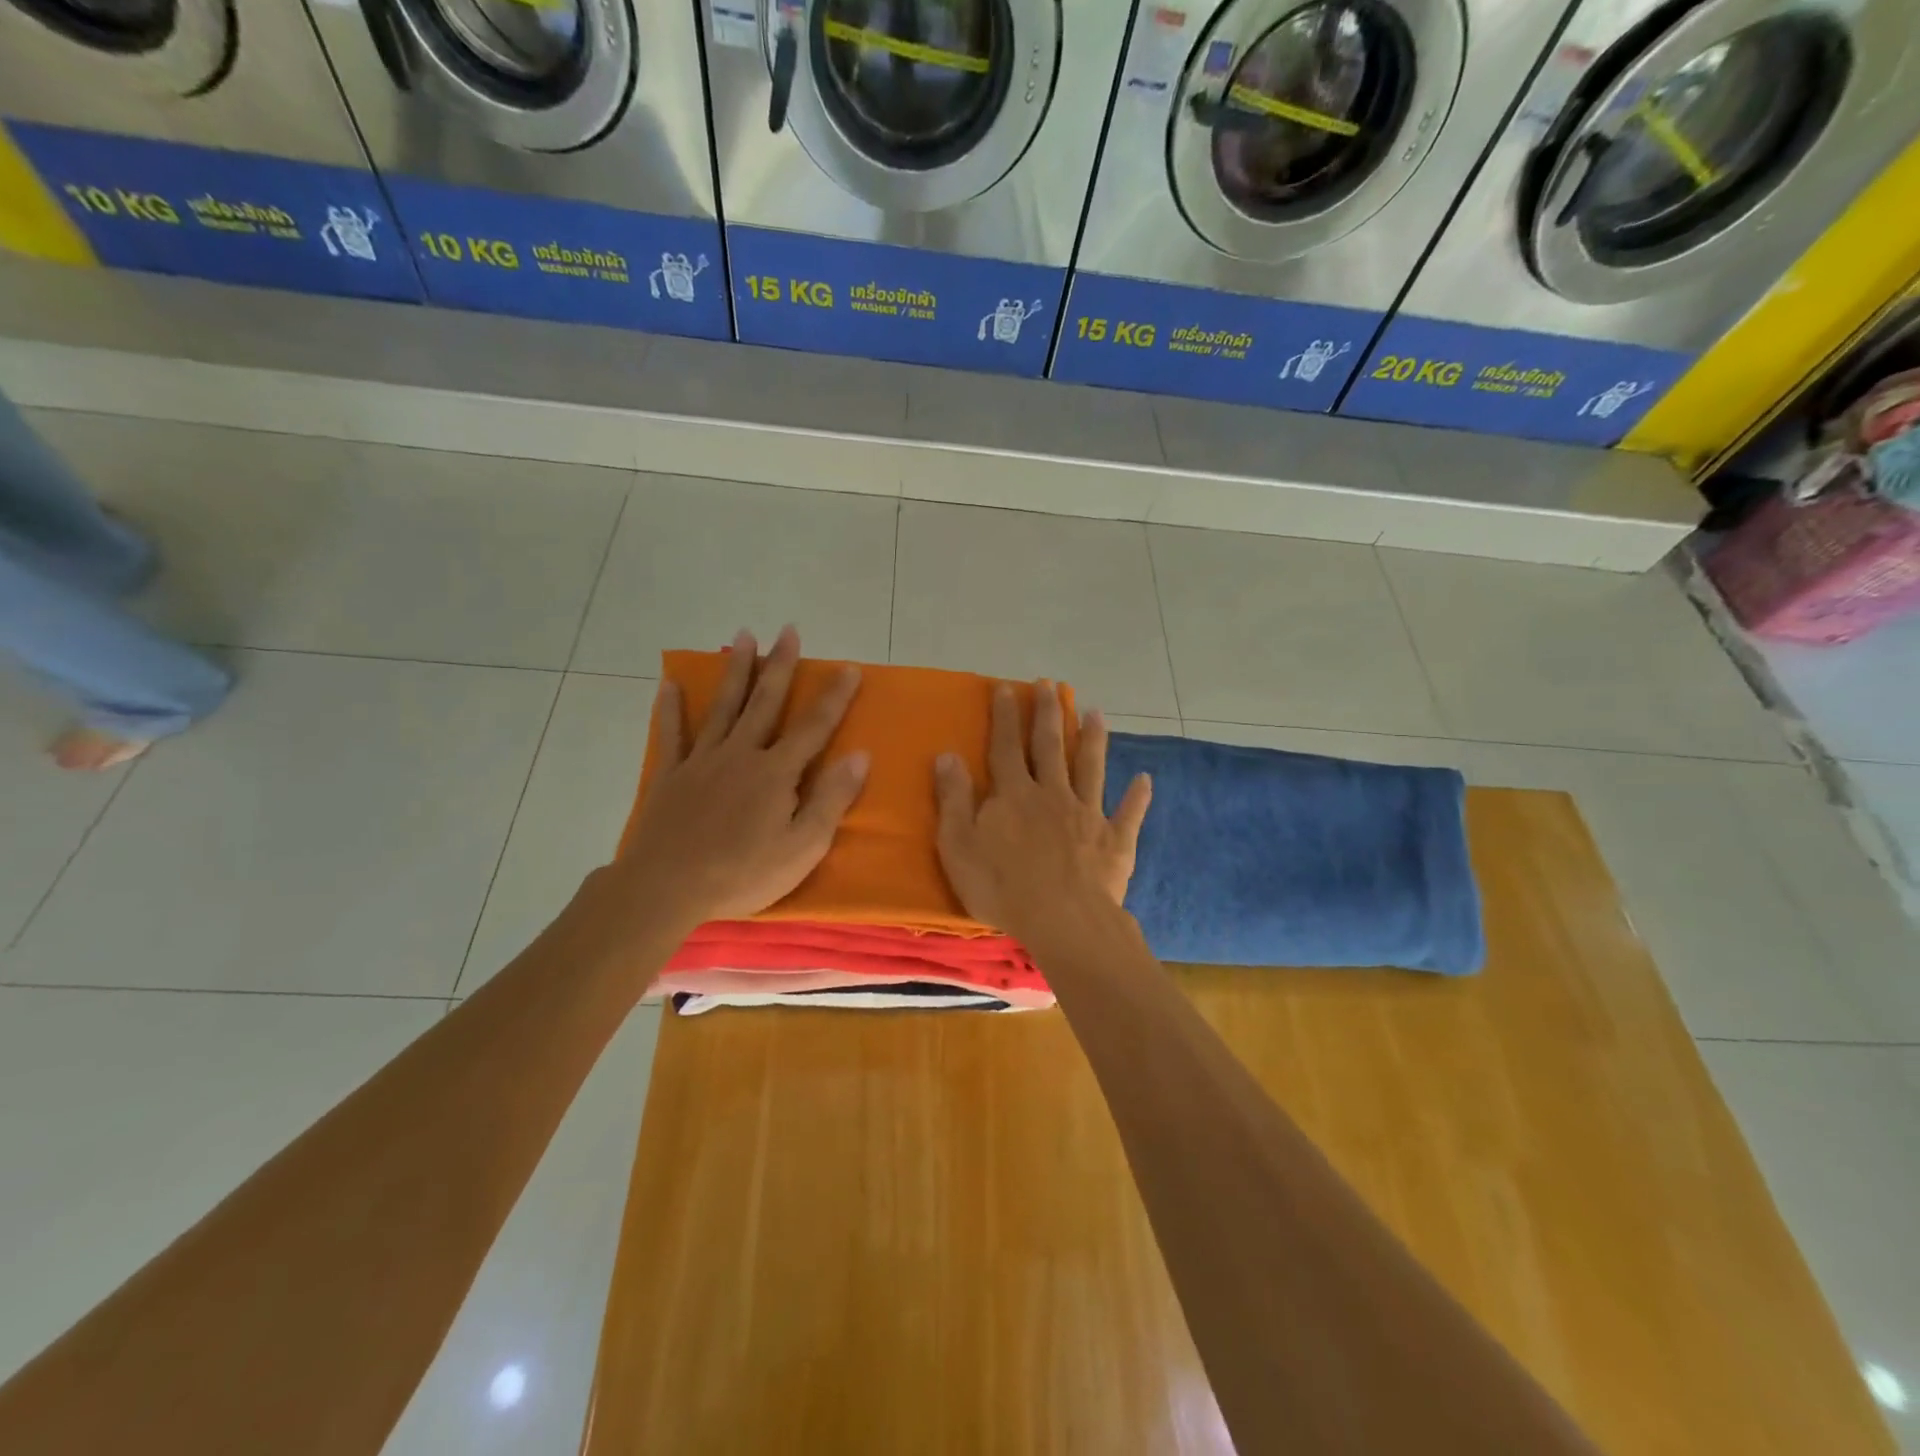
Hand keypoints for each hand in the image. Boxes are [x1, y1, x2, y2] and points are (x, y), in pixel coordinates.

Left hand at [612, 626, 867, 929]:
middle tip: (788, 631)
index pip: (814, 727)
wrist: (667, 888)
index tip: (849, 668)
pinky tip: (670, 684)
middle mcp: (741, 754)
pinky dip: (671, 708)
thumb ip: (832, 799)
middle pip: (765, 703)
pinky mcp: (671, 776)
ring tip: (743, 637)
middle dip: (780, 665)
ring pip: (723, 707)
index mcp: (776, 772)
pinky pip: (672, 734)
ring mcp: (702, 761)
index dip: (834, 697)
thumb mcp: (803, 846)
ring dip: (736, 670)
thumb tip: (860, 755)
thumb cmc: (743, 873)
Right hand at [934, 680, 1151, 941]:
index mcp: (1015, 794)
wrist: (1062, 920)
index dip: (1006, 716)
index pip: (1006, 746)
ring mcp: (1087, 814)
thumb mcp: (959, 845)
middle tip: (1050, 685)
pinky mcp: (1115, 840)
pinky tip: (1146, 779)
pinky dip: (1137, 796)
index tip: (1007, 688)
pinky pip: (1129, 814)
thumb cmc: (1002, 886)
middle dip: (1049, 714)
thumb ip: (953, 799)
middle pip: (1050, 746)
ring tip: (1096, 713)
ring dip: (1094, 739)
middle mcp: (1053, 794)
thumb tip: (947, 755)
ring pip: (1091, 768)